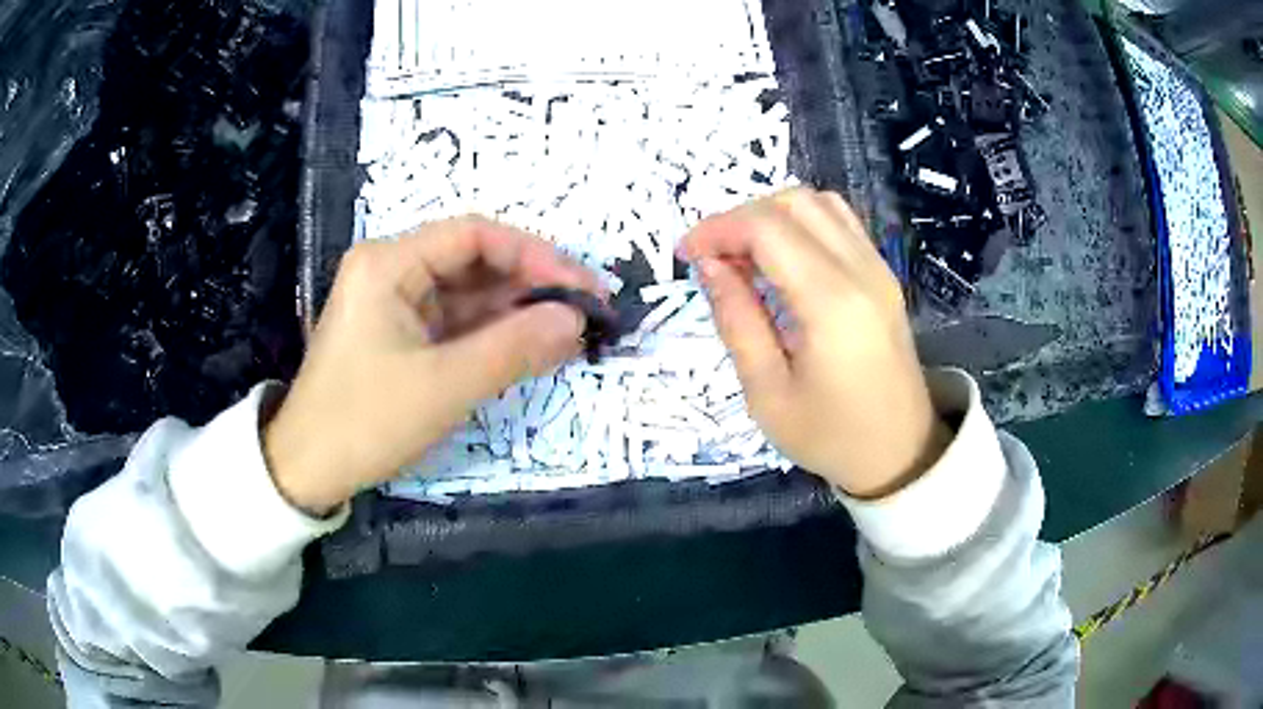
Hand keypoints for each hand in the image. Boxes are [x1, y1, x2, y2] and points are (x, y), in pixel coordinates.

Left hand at [263, 216, 598, 514]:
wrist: (308, 469)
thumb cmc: (365, 420)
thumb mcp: (443, 386)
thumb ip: (513, 348)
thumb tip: (577, 320)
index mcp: (389, 262)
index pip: (474, 235)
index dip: (534, 255)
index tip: (581, 288)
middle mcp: (391, 270)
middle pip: (473, 261)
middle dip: (530, 284)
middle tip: (585, 313)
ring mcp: (395, 304)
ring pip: (468, 294)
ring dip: (516, 312)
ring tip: (568, 334)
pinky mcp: (400, 335)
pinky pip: (455, 323)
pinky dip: (492, 334)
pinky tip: (529, 347)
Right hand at [680, 188, 950, 497]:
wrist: (901, 452)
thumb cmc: (831, 436)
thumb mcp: (767, 394)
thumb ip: (736, 320)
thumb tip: (709, 264)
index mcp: (831, 302)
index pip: (766, 227)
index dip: (717, 229)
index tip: (685, 255)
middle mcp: (861, 269)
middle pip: (793, 201)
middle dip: (741, 217)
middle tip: (713, 258)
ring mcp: (878, 268)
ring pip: (819, 203)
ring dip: (772, 215)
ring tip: (745, 257)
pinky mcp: (883, 275)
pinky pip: (839, 222)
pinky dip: (800, 224)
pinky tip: (781, 261)